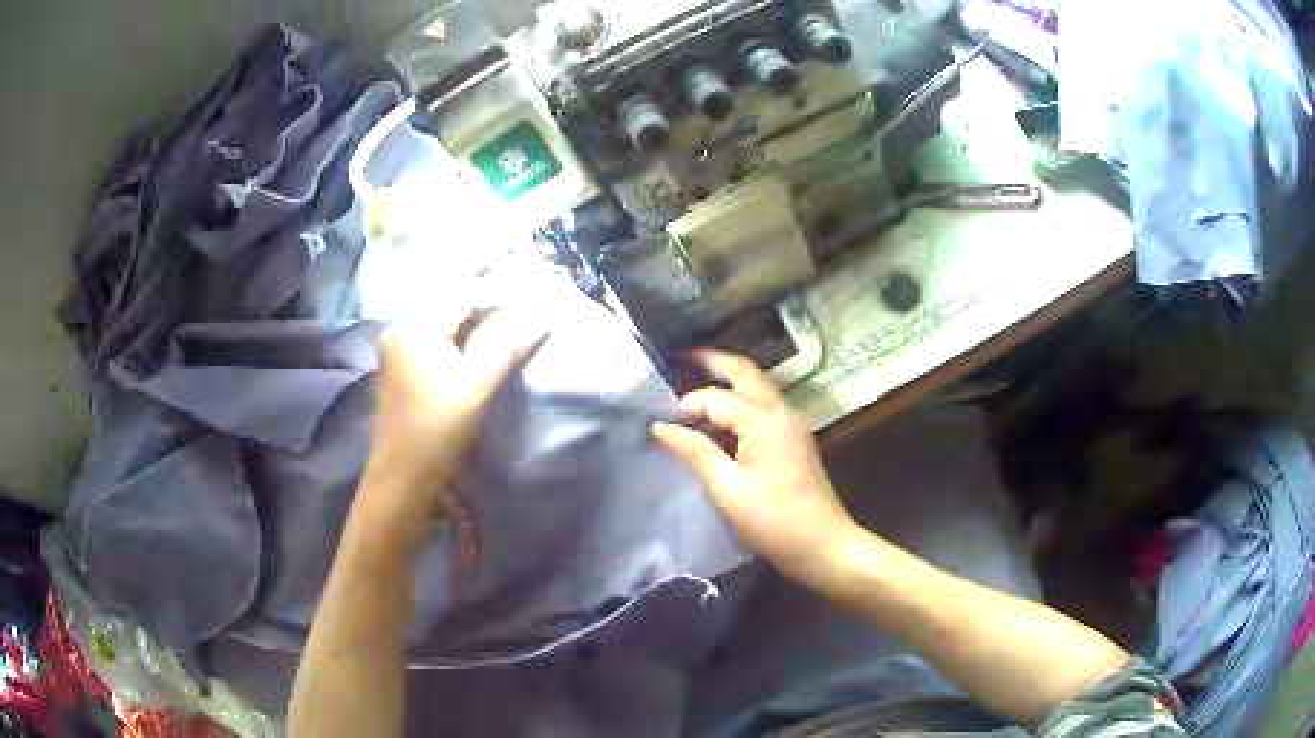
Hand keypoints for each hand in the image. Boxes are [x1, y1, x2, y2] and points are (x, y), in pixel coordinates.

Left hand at [362, 309, 546, 525]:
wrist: (401, 476)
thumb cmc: (438, 432)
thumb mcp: (476, 389)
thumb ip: (506, 349)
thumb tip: (539, 320)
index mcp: (416, 328)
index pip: (464, 297)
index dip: (499, 301)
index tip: (528, 314)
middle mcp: (399, 328)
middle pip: (450, 309)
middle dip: (485, 315)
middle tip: (518, 327)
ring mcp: (393, 348)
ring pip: (440, 325)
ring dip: (470, 330)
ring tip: (500, 341)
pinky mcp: (394, 366)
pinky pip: (428, 342)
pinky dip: (452, 344)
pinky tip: (469, 358)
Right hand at [652, 350, 860, 589]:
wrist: (825, 547)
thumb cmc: (775, 521)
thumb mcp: (728, 489)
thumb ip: (696, 452)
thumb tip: (661, 426)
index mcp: (764, 419)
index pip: (716, 398)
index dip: (686, 406)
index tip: (660, 422)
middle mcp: (781, 412)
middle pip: (746, 374)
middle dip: (715, 363)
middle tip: (682, 356)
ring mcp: (791, 426)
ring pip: (756, 391)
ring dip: (728, 384)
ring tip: (693, 388)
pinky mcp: (793, 442)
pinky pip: (762, 411)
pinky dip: (738, 407)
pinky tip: (718, 423)